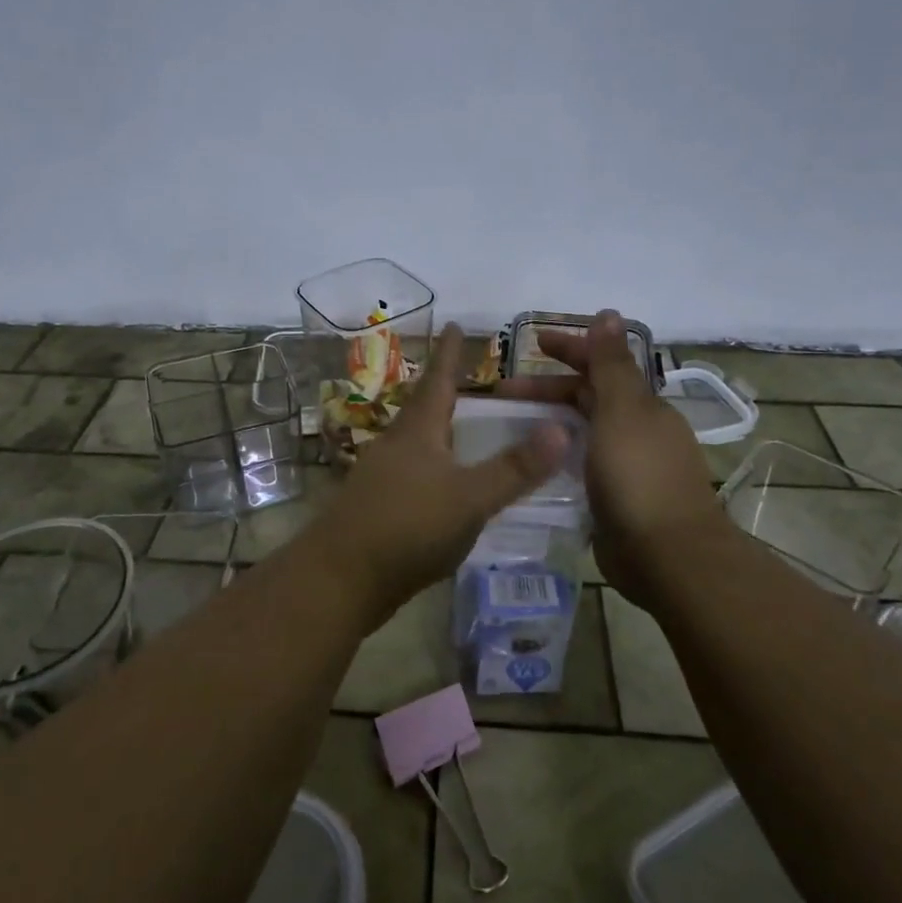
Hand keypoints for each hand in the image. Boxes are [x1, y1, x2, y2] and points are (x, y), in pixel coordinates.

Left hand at [311, 324, 568, 625]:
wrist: (340, 579)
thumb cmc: (407, 527)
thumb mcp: (470, 498)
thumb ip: (515, 468)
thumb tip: (561, 428)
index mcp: (417, 431)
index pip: (438, 379)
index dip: (449, 353)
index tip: (453, 324)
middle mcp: (396, 444)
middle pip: (424, 409)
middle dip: (446, 392)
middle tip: (471, 381)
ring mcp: (381, 476)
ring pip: (417, 443)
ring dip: (440, 432)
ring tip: (465, 431)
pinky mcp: (376, 506)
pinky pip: (413, 474)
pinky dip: (435, 469)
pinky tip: (447, 487)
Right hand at [496, 309, 723, 604]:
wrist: (666, 555)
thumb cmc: (639, 476)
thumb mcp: (622, 411)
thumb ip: (611, 364)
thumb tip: (610, 313)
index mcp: (641, 406)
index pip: (601, 365)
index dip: (569, 349)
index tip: (532, 344)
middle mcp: (636, 431)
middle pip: (586, 398)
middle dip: (546, 389)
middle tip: (502, 395)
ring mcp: (626, 466)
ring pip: (581, 432)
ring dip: (548, 422)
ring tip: (508, 428)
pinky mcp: (613, 499)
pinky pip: (579, 466)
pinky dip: (555, 456)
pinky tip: (530, 463)